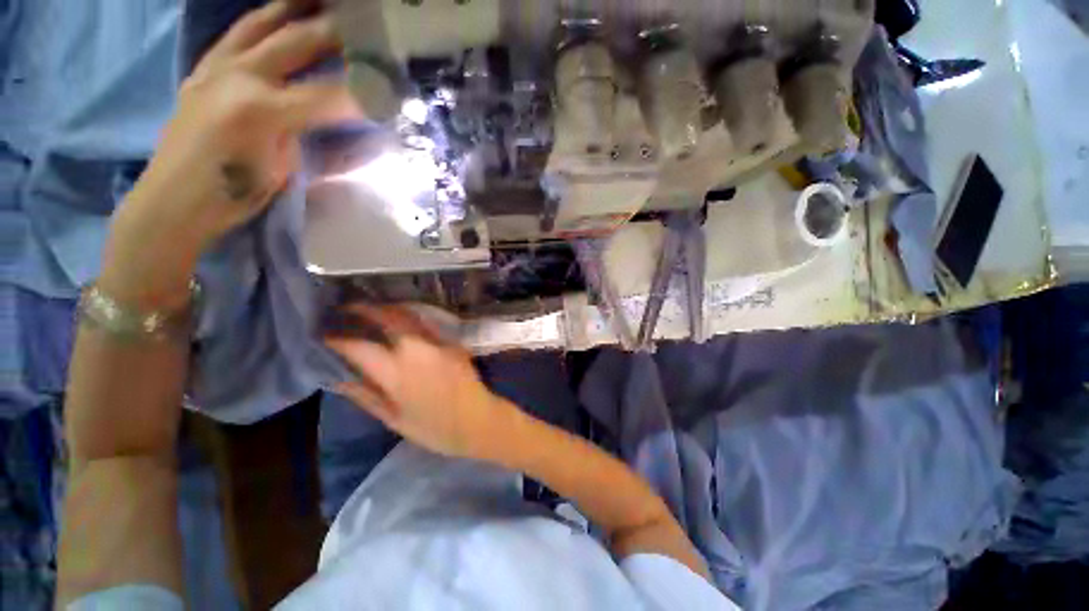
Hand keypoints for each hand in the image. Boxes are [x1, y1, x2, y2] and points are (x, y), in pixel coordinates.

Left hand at [101, 1, 360, 308]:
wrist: (173, 200)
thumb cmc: (235, 193)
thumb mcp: (289, 174)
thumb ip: (327, 149)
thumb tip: (364, 138)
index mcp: (263, 108)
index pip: (330, 94)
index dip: (364, 89)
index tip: (392, 84)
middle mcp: (239, 74)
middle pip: (297, 42)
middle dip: (335, 30)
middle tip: (364, 20)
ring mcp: (216, 66)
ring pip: (261, 24)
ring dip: (293, 7)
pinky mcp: (203, 70)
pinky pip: (236, 35)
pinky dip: (260, 21)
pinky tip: (276, 17)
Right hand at [325, 305, 517, 459]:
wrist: (478, 421)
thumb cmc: (435, 429)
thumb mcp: (394, 419)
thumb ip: (366, 396)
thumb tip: (339, 379)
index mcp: (397, 374)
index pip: (360, 348)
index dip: (338, 340)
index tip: (325, 335)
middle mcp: (417, 350)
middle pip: (389, 318)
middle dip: (366, 309)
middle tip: (349, 308)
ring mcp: (438, 343)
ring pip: (410, 316)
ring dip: (389, 309)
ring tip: (373, 310)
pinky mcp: (453, 343)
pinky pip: (428, 324)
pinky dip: (411, 319)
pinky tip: (403, 322)